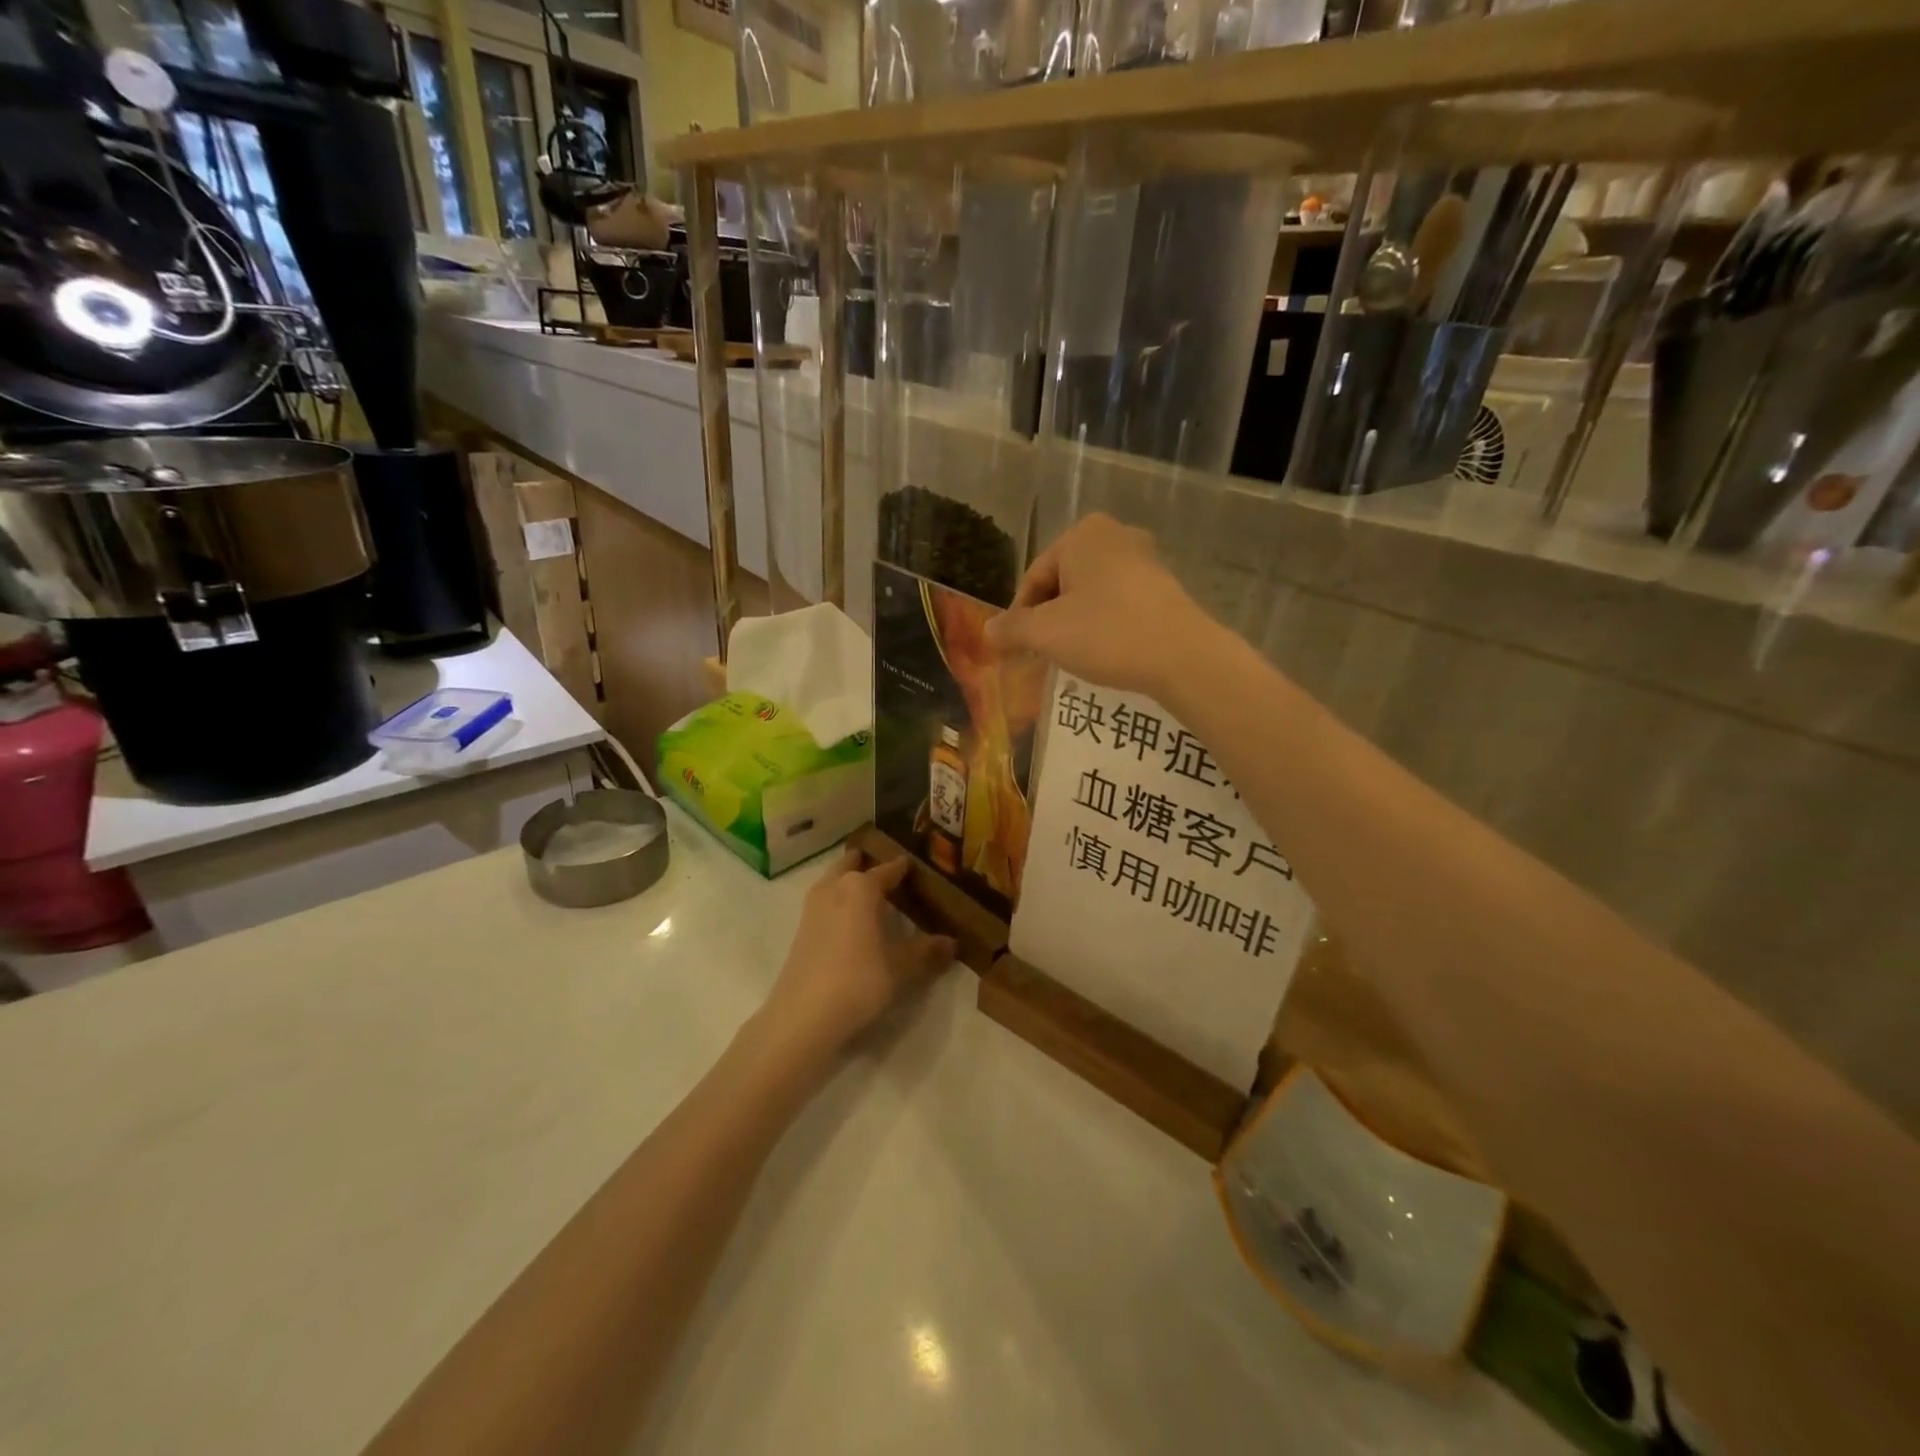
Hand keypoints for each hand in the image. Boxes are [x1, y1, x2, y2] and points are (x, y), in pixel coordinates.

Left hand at [762, 849, 956, 1058]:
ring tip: (869, 893)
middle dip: (867, 864)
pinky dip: (838, 902)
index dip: (902, 868)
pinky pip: (825, 902)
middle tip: (886, 870)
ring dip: (848, 881)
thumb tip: (952, 942)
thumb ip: (926, 951)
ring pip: (833, 881)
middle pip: (851, 865)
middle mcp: (834, 887)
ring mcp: (813, 908)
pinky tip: (850, 920)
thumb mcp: (901, 968)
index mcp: (861, 887)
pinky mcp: (801, 930)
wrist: (804, 1015)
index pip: (887, 870)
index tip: (914, 865)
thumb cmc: (859, 980)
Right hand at [985, 514, 1215, 699]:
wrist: (1182, 657)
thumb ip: (1012, 629)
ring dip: (1075, 623)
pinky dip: (1103, 624)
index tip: (1017, 648)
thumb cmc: (1107, 634)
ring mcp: (1144, 559)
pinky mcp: (1163, 586)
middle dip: (1048, 618)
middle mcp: (1115, 535)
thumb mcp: (1046, 634)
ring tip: (1072, 656)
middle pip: (1062, 582)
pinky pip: (1118, 603)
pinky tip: (1104, 651)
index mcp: (1082, 534)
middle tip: (1042, 653)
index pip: (1034, 578)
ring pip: (1090, 594)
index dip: (1020, 616)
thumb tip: (987, 631)